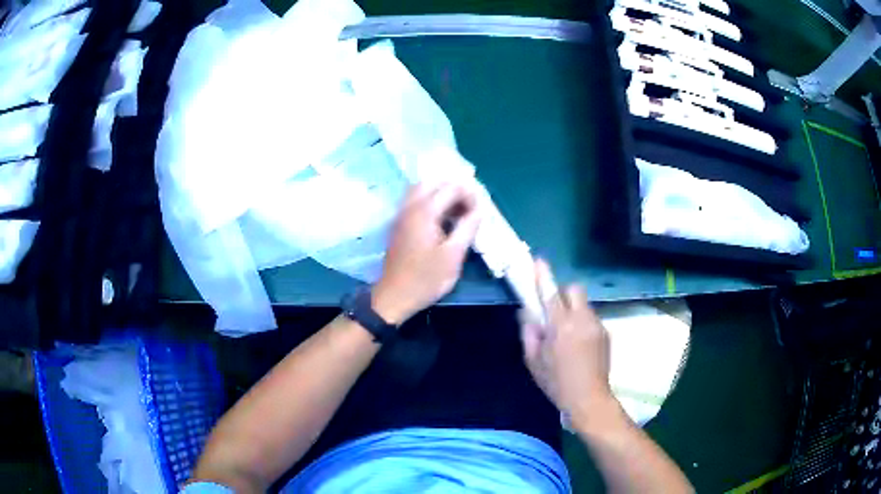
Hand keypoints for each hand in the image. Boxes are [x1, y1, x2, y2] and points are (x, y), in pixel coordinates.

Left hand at [373, 182, 481, 323]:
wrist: (394, 296)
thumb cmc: (426, 279)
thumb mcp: (454, 255)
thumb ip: (468, 227)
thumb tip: (480, 209)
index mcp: (425, 211)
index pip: (451, 188)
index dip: (470, 195)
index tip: (480, 212)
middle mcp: (410, 206)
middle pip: (434, 182)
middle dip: (454, 189)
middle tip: (469, 207)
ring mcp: (402, 214)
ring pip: (422, 189)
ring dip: (442, 194)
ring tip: (458, 212)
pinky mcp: (399, 224)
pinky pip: (415, 201)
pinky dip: (431, 201)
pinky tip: (442, 219)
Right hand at [519, 259, 612, 422]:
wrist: (589, 398)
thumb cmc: (556, 382)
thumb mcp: (533, 361)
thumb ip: (529, 332)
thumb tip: (528, 313)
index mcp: (560, 326)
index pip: (550, 293)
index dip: (543, 275)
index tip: (539, 260)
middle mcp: (582, 319)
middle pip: (574, 289)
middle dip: (562, 292)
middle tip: (553, 309)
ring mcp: (597, 325)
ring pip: (583, 304)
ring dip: (572, 309)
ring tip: (566, 333)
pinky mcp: (605, 333)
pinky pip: (590, 318)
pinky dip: (581, 322)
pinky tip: (578, 344)